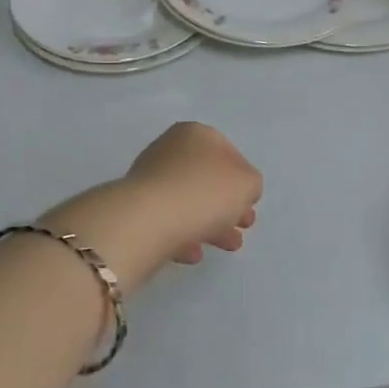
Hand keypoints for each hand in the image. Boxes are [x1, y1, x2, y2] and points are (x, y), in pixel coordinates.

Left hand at [42, 123, 260, 288]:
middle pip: (207, 178)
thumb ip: (251, 183)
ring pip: (189, 200)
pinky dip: (184, 235)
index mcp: (197, 134)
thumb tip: (240, 189)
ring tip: (228, 246)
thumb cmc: (205, 192)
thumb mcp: (247, 183)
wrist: (149, 219)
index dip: (244, 178)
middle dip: (229, 204)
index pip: (228, 152)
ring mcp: (150, 177)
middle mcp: (171, 149)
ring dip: (212, 223)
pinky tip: (194, 254)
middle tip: (244, 226)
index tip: (251, 203)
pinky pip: (168, 219)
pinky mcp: (136, 207)